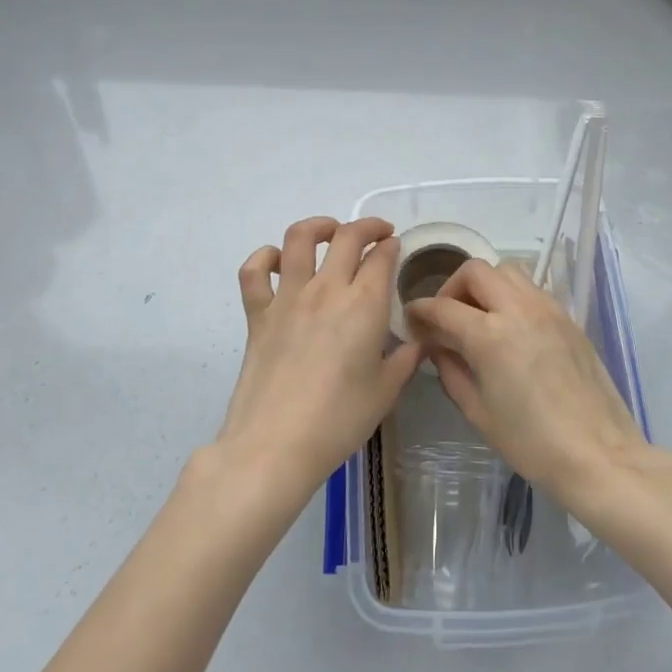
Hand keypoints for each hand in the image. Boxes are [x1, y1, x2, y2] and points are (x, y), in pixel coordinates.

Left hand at [216, 216, 422, 506]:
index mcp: (364, 305)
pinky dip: (266, 258)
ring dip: (319, 226)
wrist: (275, 445)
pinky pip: (254, 271)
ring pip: (299, 238)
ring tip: (330, 233)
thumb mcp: (386, 391)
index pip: (382, 257)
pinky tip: (278, 263)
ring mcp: (288, 297)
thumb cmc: (339, 420)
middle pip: (348, 236)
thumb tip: (417, 341)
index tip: (396, 249)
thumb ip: (405, 359)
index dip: (392, 247)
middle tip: (377, 234)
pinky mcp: (258, 313)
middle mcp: (327, 289)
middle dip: (368, 227)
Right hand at [405, 259, 649, 511]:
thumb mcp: (478, 412)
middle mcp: (518, 308)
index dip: (420, 310)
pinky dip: (511, 296)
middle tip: (447, 316)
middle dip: (452, 287)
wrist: (599, 454)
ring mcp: (548, 309)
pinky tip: (510, 328)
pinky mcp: (568, 317)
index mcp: (490, 335)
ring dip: (485, 285)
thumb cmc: (532, 444)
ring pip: (508, 271)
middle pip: (476, 271)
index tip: (412, 319)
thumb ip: (451, 370)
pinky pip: (532, 289)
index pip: (443, 306)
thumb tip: (437, 346)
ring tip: (479, 317)